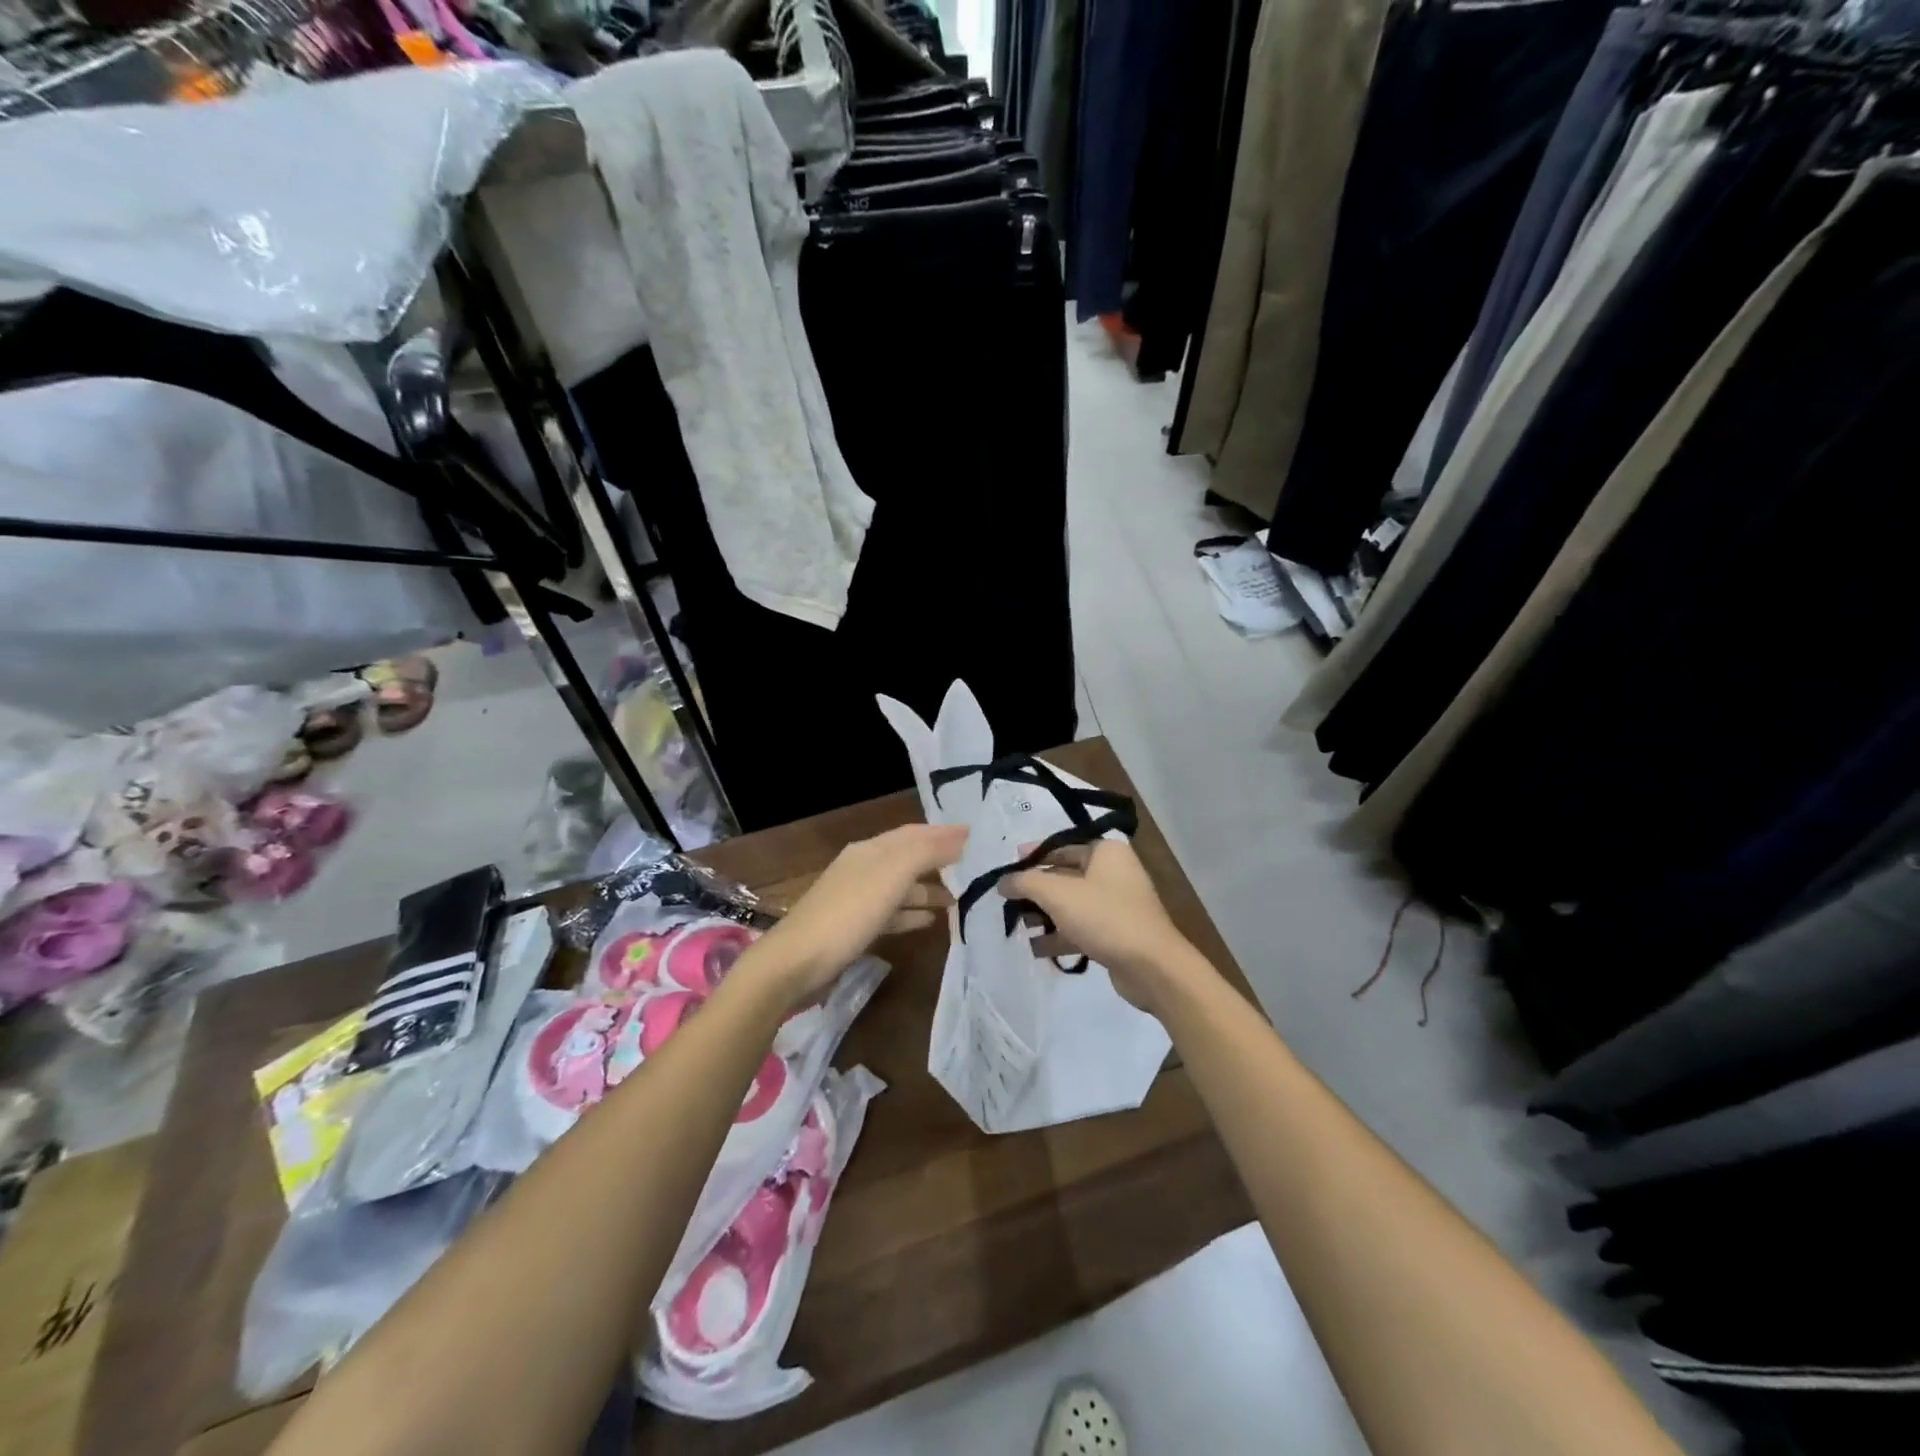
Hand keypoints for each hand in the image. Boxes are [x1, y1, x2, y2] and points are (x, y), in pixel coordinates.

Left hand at [754, 823, 965, 1004]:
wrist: (796, 963)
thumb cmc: (848, 913)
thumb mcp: (891, 876)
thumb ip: (926, 852)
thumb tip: (961, 835)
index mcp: (870, 850)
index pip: (913, 833)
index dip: (943, 833)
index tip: (975, 837)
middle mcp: (862, 868)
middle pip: (907, 859)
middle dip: (939, 862)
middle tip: (974, 870)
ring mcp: (856, 899)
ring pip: (900, 888)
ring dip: (928, 890)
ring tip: (959, 900)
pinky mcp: (853, 928)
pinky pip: (891, 914)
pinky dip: (911, 914)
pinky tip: (930, 922)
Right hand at [1000, 839, 1198, 1015]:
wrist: (1152, 967)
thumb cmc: (1105, 917)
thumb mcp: (1058, 893)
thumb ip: (1025, 882)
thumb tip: (1002, 881)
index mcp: (1106, 852)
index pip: (1062, 846)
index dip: (1032, 856)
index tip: (1007, 869)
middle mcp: (1114, 872)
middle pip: (1065, 875)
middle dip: (1036, 890)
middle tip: (1007, 901)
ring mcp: (1117, 904)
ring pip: (1072, 904)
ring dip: (1045, 915)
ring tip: (1018, 927)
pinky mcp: (1117, 933)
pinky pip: (1081, 927)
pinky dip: (1060, 935)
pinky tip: (1036, 949)